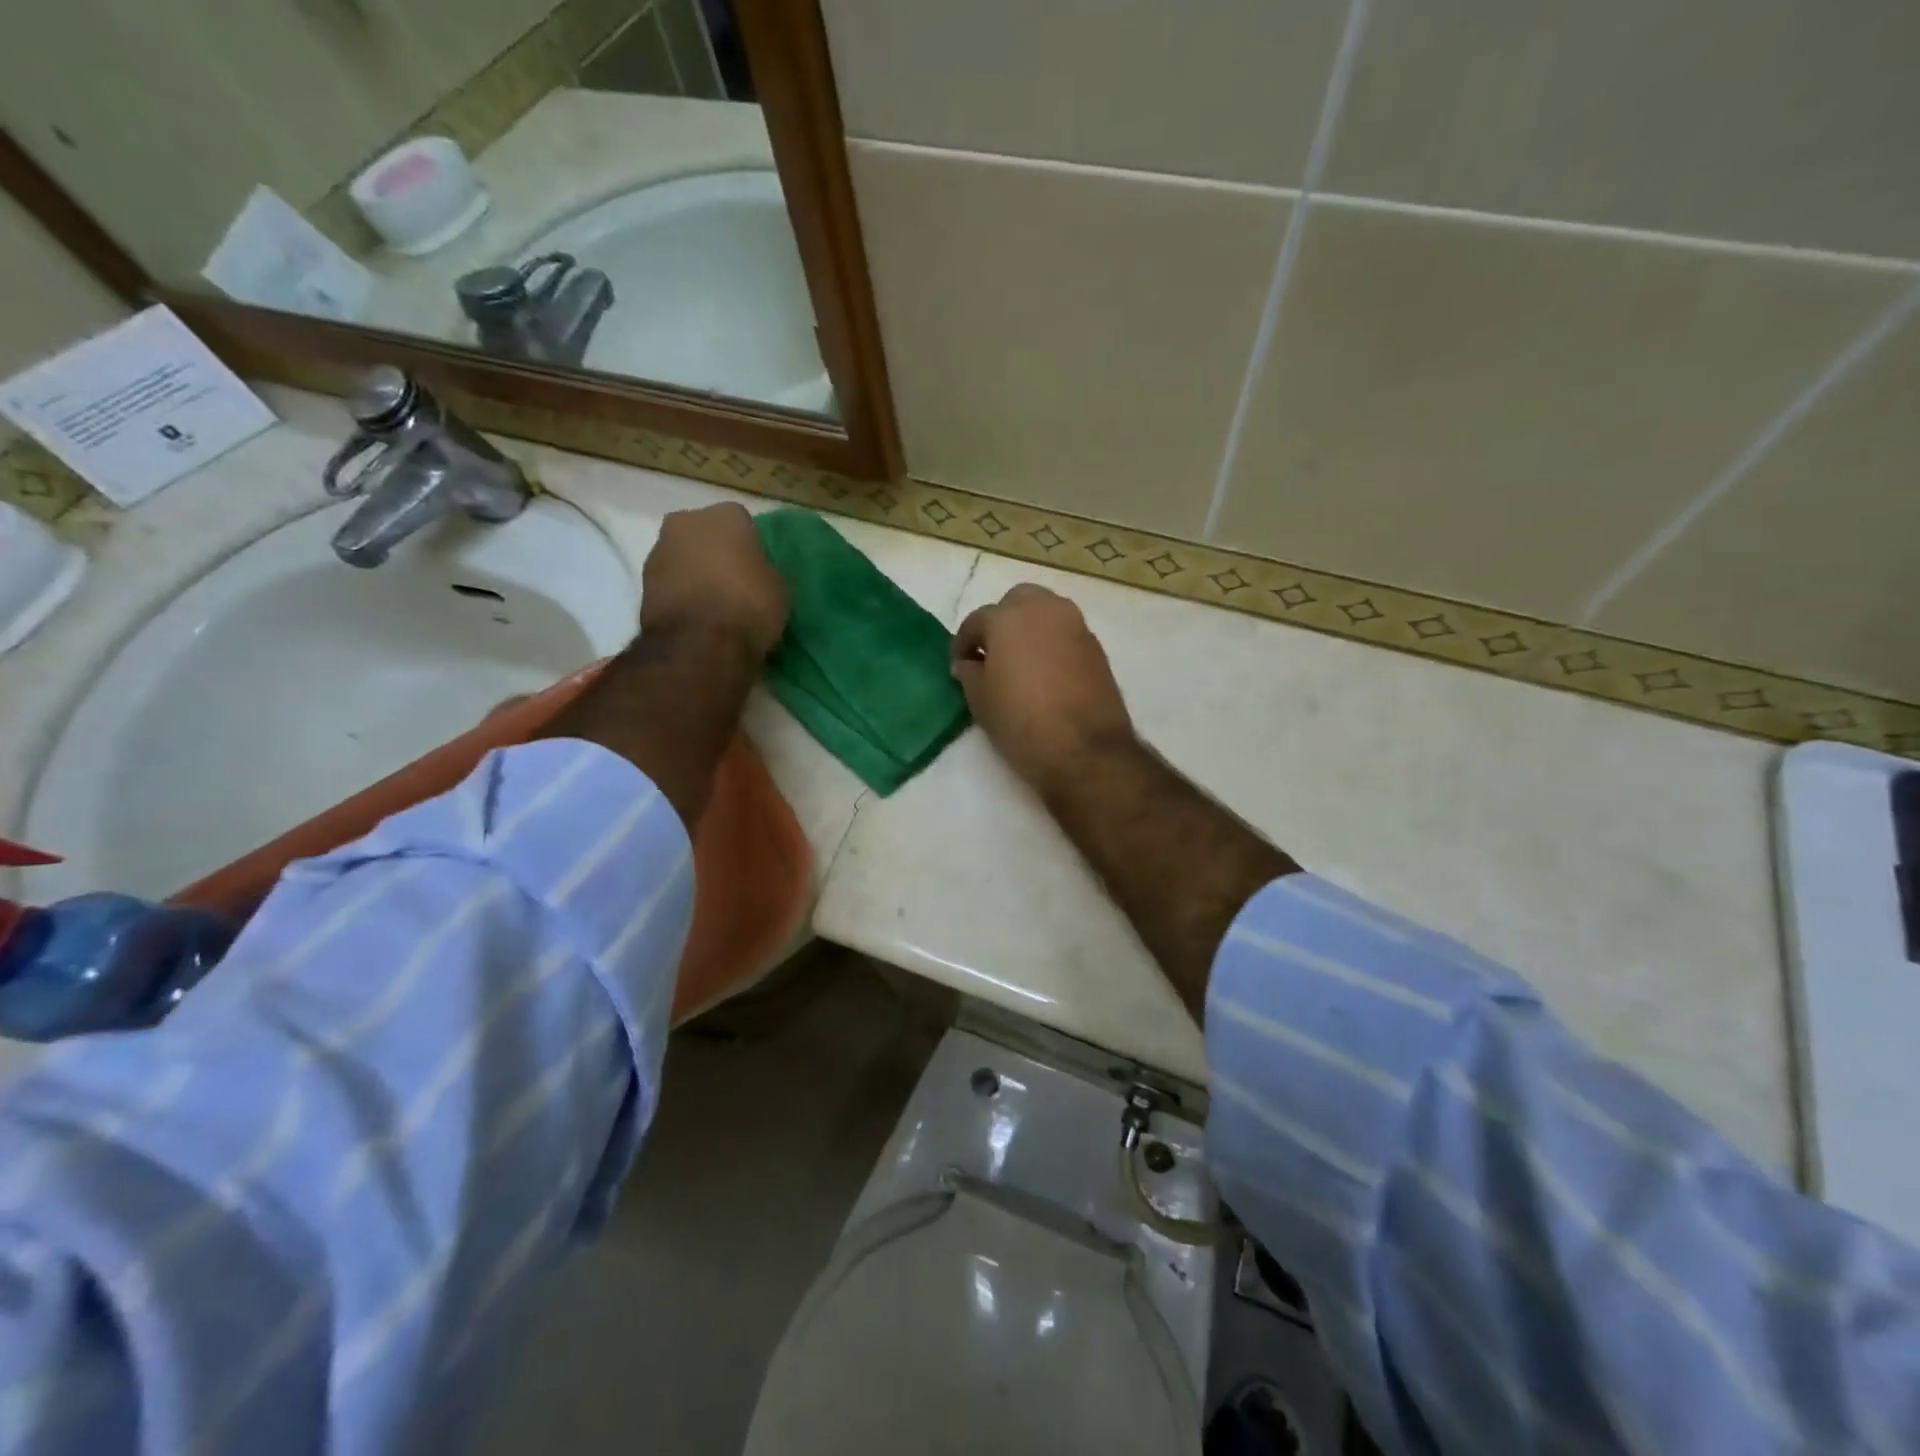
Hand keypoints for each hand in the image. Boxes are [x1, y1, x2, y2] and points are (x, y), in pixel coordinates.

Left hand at [640, 504, 787, 659]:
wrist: (699, 643)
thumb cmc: (749, 606)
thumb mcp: (779, 588)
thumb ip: (766, 570)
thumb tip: (757, 573)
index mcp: (726, 515)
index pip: (743, 523)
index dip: (750, 547)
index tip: (757, 569)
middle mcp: (686, 521)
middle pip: (705, 534)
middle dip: (716, 553)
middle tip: (734, 583)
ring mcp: (659, 550)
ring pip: (684, 557)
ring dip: (695, 573)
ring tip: (713, 604)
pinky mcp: (642, 583)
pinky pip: (670, 582)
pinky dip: (681, 594)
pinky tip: (696, 616)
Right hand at [951, 584, 1135, 793]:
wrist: (1085, 749)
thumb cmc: (1021, 722)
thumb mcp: (981, 701)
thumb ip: (970, 673)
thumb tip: (968, 663)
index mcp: (1008, 618)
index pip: (977, 621)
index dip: (964, 643)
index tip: (959, 665)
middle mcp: (1044, 610)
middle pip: (1017, 602)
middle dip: (1002, 622)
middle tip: (992, 654)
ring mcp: (1076, 626)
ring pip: (1046, 613)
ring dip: (1030, 629)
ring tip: (1020, 663)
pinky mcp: (1096, 647)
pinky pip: (1066, 634)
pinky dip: (1052, 644)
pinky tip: (1046, 674)